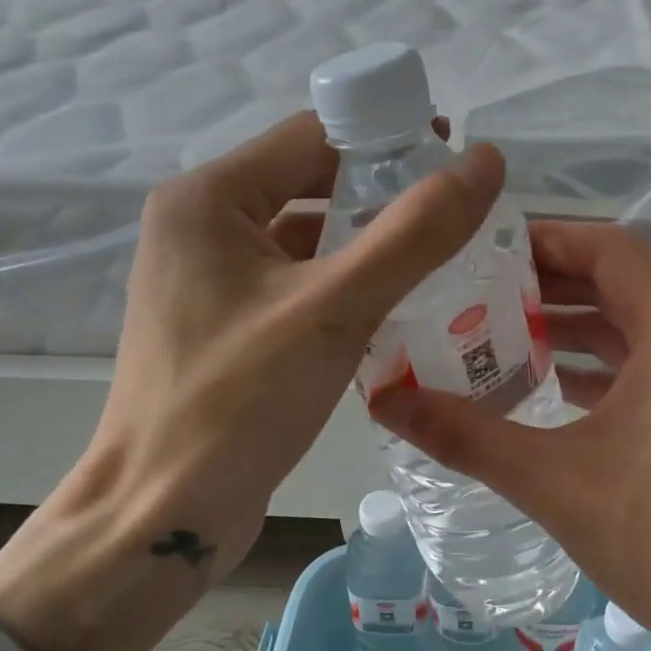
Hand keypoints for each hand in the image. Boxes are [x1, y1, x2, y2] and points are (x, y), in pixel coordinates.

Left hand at [0, 113, 503, 650]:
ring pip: (307, 242)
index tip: (456, 162)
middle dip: (383, 198)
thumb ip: (415, 232)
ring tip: (442, 263)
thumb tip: (485, 161)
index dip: (388, 139)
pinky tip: (395, 312)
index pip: (313, 137)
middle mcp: (201, 229)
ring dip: (368, 249)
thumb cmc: (239, 402)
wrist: (164, 513)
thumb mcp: (335, 308)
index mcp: (208, 199)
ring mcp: (209, 283)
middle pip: (310, 186)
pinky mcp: (226, 330)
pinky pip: (296, 289)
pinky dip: (344, 292)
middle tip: (458, 220)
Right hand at [370, 220, 650, 650]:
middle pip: (622, 287)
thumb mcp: (551, 482)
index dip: (547, 239)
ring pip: (637, 333)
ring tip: (499, 337)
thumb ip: (465, 434)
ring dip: (573, 331)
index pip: (610, 251)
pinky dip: (602, 371)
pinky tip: (550, 391)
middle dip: (549, 287)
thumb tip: (383, 399)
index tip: (486, 248)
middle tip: (475, 294)